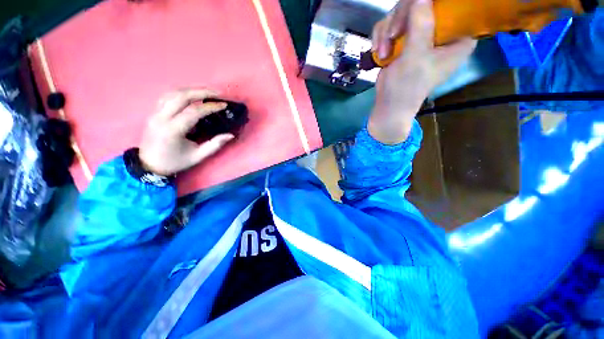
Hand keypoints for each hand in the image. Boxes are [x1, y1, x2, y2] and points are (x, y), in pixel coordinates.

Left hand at [139, 89, 234, 175]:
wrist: (149, 165)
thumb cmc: (175, 162)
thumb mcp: (198, 157)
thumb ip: (215, 145)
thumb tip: (230, 135)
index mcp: (172, 130)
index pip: (193, 112)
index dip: (210, 107)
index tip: (224, 105)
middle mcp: (161, 118)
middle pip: (181, 96)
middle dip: (201, 92)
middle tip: (217, 93)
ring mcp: (155, 113)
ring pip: (172, 93)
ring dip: (191, 90)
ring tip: (207, 92)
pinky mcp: (153, 112)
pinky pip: (167, 96)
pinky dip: (181, 93)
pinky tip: (192, 95)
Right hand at [369, 0, 476, 143]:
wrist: (388, 105)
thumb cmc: (407, 87)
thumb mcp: (416, 57)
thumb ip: (421, 24)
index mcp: (458, 37)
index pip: (457, 7)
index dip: (439, 4)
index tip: (420, 9)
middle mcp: (442, 32)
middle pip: (424, 3)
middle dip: (402, 18)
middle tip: (392, 35)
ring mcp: (421, 35)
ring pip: (403, 12)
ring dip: (387, 31)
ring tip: (383, 51)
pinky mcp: (404, 40)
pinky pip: (391, 25)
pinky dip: (381, 37)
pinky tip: (379, 52)